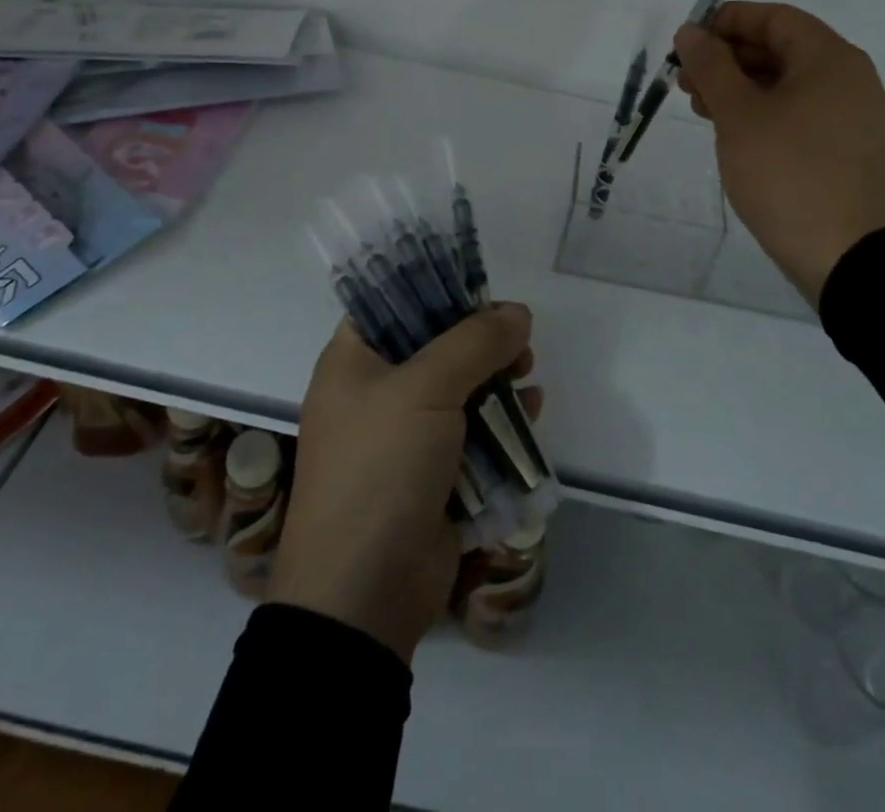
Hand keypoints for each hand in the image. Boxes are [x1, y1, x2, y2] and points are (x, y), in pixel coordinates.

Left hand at [270, 303, 542, 663]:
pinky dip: (501, 420)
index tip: (483, 288)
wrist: (363, 595)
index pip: (392, 303)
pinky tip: (531, 411)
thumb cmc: (380, 469)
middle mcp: (375, 393)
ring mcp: (404, 437)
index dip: (437, 289)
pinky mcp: (432, 475)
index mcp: (353, 362)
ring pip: (459, 388)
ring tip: (528, 370)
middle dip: (480, 337)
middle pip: (434, 345)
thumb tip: (518, 313)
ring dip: (496, 377)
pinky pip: (472, 433)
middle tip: (518, 336)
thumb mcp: (425, 390)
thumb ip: (475, 342)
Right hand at [675, 1, 884, 306]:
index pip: (776, 18)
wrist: (842, 254)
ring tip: (699, 107)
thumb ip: (711, 66)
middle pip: (782, 50)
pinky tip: (732, 130)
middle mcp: (849, 79)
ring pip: (788, 84)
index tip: (689, 42)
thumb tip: (690, 32)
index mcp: (831, 59)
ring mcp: (851, 116)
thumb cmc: (787, 173)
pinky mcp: (846, 148)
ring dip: (741, 87)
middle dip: (728, 59)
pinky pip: (800, 112)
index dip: (728, 22)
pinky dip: (763, 111)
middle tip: (685, 80)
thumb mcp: (738, 115)